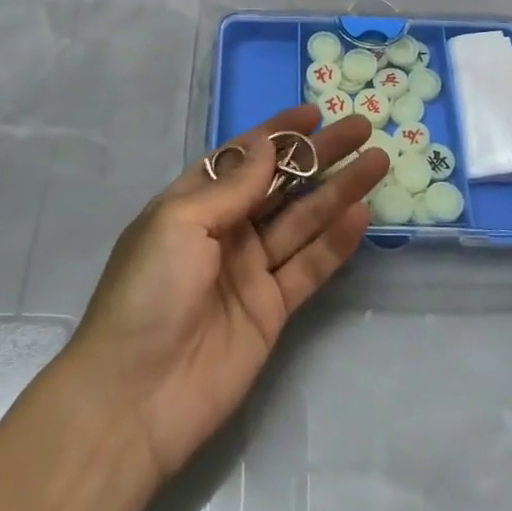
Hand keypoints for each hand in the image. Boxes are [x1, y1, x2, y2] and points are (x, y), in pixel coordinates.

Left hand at [63, 106, 387, 479]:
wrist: (135, 399)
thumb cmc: (148, 293)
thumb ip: (232, 185)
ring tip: (377, 162)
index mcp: (193, 203)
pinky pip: (309, 266)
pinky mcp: (272, 310)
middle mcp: (225, 230)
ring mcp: (250, 270)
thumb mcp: (180, 222)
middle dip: (320, 155)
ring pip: (303, 220)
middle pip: (282, 183)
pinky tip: (361, 215)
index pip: (244, 156)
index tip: (315, 112)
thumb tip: (268, 144)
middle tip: (361, 128)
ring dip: (338, 190)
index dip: (279, 133)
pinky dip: (335, 242)